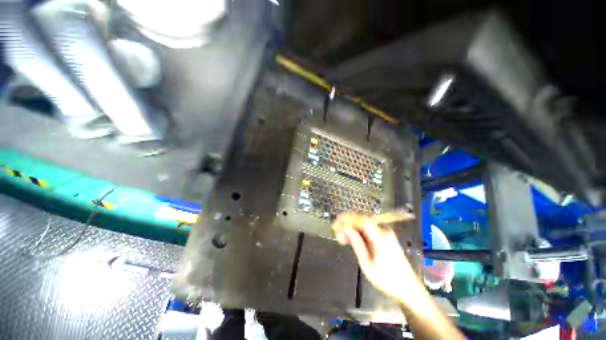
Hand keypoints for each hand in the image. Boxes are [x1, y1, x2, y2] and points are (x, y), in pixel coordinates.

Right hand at [332, 213, 424, 302]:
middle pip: (363, 220)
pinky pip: (368, 230)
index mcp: (381, 237)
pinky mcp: (385, 237)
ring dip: (352, 229)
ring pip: (364, 225)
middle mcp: (384, 231)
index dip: (349, 218)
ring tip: (342, 238)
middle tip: (337, 232)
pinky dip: (359, 233)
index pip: (363, 220)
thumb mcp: (367, 263)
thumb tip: (346, 228)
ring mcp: (385, 233)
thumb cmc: (387, 279)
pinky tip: (351, 239)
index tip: (337, 220)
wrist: (408, 288)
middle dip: (348, 224)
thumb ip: (356, 243)